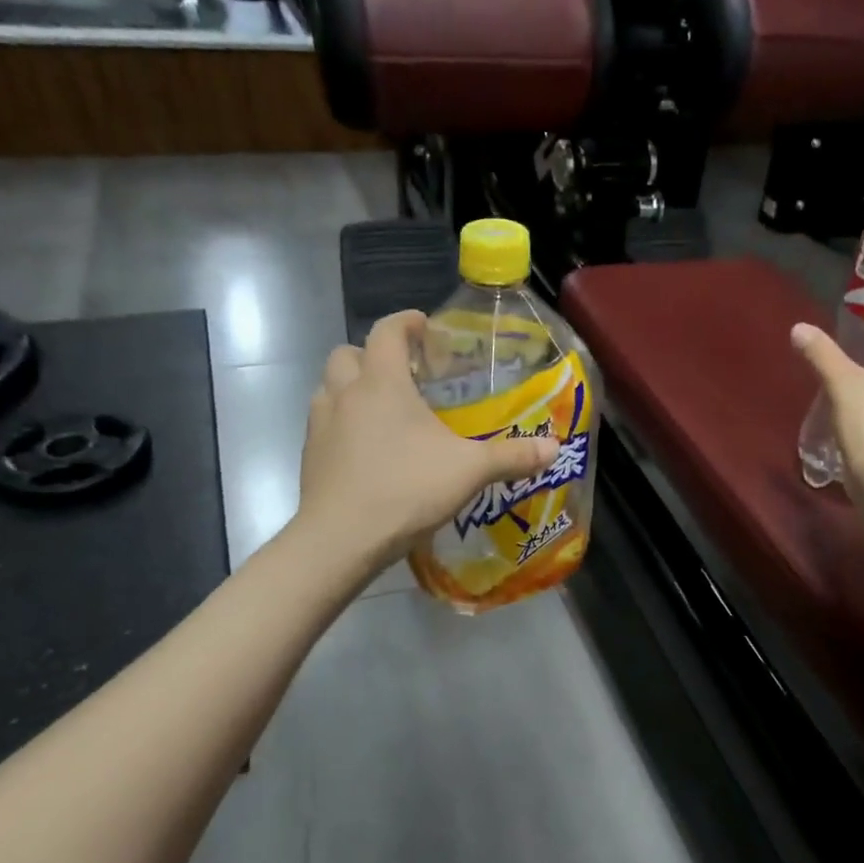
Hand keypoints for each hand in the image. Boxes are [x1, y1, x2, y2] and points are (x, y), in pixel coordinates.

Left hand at [296, 310, 560, 569]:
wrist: (340, 540)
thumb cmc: (406, 489)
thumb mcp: (469, 471)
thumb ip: (512, 457)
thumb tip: (554, 449)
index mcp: (382, 383)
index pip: (387, 331)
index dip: (406, 322)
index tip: (424, 327)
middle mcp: (344, 394)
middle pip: (349, 353)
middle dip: (373, 355)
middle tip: (403, 374)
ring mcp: (320, 425)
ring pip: (329, 387)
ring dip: (352, 388)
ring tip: (383, 411)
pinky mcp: (309, 456)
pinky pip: (324, 423)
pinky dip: (343, 424)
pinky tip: (368, 451)